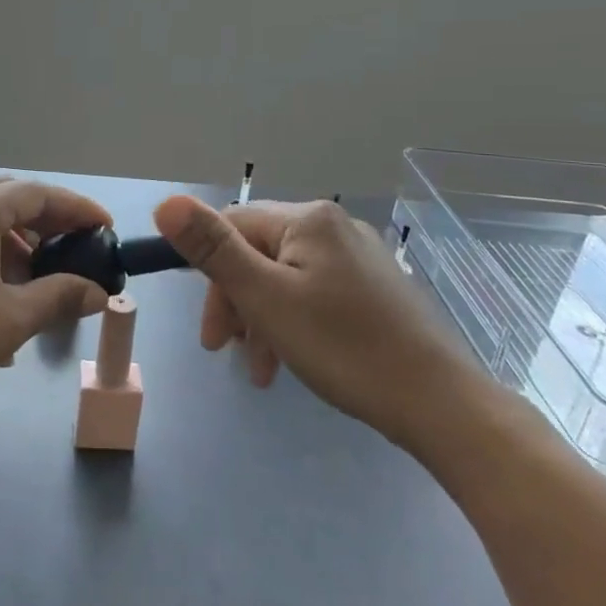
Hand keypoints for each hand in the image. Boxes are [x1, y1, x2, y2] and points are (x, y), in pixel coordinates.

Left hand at [0, 178, 111, 427]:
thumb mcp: (7, 322)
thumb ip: (58, 298)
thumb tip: (97, 292)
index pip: (37, 193)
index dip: (77, 208)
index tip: (106, 228)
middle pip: (6, 198)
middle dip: (45, 223)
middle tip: (73, 250)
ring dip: (12, 244)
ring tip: (35, 284)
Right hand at [153, 195, 491, 451]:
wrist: (439, 403)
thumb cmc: (342, 347)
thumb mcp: (265, 298)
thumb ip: (213, 249)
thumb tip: (166, 202)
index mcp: (307, 220)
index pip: (233, 227)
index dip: (210, 275)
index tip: (210, 333)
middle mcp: (334, 226)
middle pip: (259, 253)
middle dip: (237, 303)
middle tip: (227, 352)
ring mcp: (360, 257)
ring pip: (287, 278)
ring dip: (263, 319)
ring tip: (262, 370)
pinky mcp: (376, 288)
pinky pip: (316, 293)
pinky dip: (294, 322)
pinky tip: (294, 359)